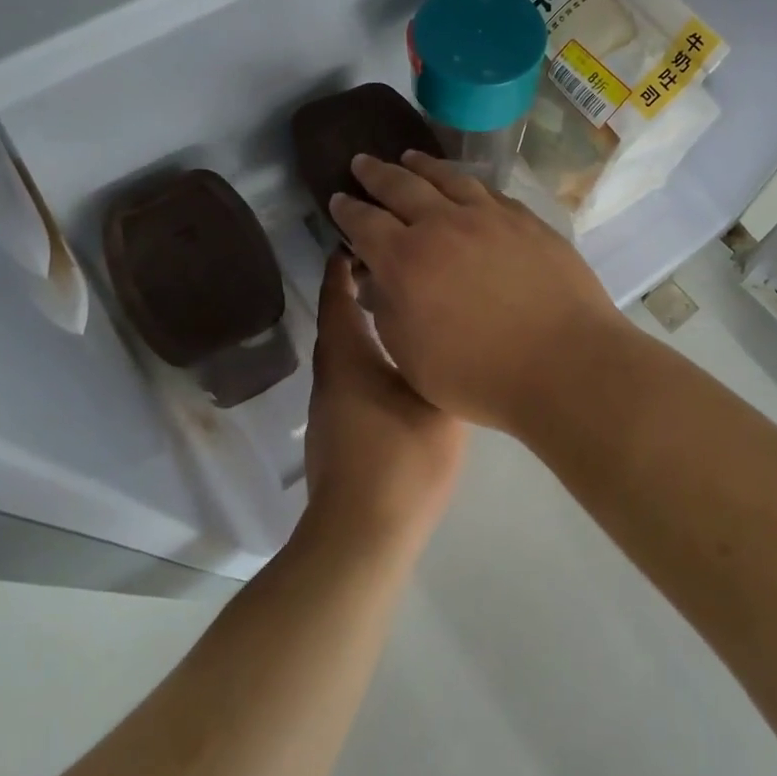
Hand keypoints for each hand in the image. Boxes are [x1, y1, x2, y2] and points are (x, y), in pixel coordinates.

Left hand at [303, 251, 467, 553]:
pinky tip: (396, 367)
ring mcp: (329, 407)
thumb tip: (448, 334)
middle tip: (393, 270)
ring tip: (401, 311)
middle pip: (338, 322)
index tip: (358, 241)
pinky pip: (349, 378)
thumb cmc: (401, 460)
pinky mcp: (336, 432)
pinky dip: (366, 358)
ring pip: (344, 352)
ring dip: (363, 326)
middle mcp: (330, 375)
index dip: (343, 268)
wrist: (362, 534)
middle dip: (356, 292)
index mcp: (348, 357)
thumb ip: (442, 363)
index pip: (338, 297)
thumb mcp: (437, 403)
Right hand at [328, 151, 631, 433]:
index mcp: (405, 261)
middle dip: (375, 174)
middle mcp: (442, 226)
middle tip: (361, 162)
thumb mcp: (412, 357)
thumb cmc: (479, 376)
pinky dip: (464, 182)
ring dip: (421, 165)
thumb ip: (388, 311)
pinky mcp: (525, 219)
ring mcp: (488, 217)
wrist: (564, 363)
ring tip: (408, 157)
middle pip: (400, 186)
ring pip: (446, 178)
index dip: (347, 210)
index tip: (337, 199)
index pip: (364, 223)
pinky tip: (464, 184)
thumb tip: (379, 279)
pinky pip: (486, 190)